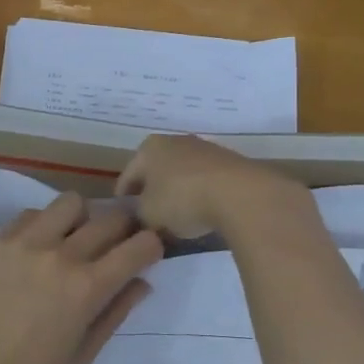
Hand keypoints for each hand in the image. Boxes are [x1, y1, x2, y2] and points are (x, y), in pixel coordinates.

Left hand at [0, 193, 161, 363]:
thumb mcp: (83, 354)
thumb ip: (116, 312)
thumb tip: (142, 282)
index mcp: (87, 287)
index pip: (139, 246)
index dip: (152, 246)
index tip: (148, 253)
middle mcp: (60, 254)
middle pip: (109, 218)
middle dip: (123, 229)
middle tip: (116, 245)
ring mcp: (24, 242)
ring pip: (69, 203)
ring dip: (82, 218)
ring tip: (73, 241)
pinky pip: (31, 215)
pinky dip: (43, 225)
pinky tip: (36, 250)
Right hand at [117, 133, 311, 238]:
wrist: (240, 193)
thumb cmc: (182, 199)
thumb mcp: (148, 215)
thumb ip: (139, 216)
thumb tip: (143, 220)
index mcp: (148, 148)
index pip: (127, 178)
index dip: (124, 202)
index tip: (124, 222)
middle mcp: (174, 141)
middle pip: (155, 173)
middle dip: (152, 196)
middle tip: (150, 222)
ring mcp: (204, 149)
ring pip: (181, 176)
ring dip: (177, 196)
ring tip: (178, 222)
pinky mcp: (229, 162)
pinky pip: (204, 181)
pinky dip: (199, 196)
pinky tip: (203, 215)